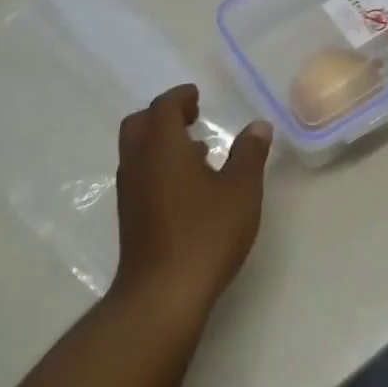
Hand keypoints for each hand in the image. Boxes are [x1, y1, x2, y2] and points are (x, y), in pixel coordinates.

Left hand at [113, 84, 272, 311]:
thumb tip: (258, 126)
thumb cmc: (206, 233)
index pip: (164, 107)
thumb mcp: (241, 190)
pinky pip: (140, 174)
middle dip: (164, 114)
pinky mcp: (130, 216)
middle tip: (191, 115)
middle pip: (140, 124)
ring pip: (137, 151)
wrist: (163, 291)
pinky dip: (158, 165)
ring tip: (197, 150)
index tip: (196, 95)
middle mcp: (138, 162)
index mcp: (162, 147)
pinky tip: (188, 185)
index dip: (180, 97)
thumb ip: (249, 154)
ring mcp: (129, 191)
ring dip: (161, 141)